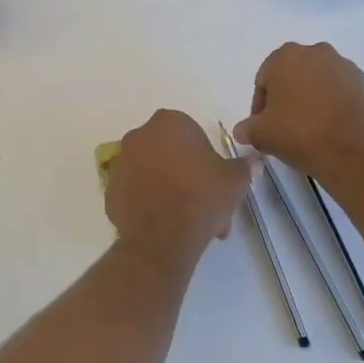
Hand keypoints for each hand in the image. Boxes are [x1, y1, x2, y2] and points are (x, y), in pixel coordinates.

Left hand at [105, 111, 248, 269]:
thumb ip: (244, 166)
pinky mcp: (110, 190)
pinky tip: (165, 224)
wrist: (160, 239)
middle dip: (190, 179)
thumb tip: (253, 162)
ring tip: (188, 223)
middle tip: (206, 207)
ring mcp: (121, 162)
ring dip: (171, 191)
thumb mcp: (234, 181)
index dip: (207, 159)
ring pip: (154, 174)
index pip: (193, 134)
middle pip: (172, 155)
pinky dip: (149, 203)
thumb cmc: (200, 198)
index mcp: (168, 123)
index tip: (216, 183)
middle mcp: (139, 135)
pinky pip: (136, 192)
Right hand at [234, 42, 363, 193]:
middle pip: (294, 77)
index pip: (264, 80)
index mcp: (287, 56)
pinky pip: (345, 94)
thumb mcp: (263, 135)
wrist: (360, 156)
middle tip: (286, 128)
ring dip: (314, 102)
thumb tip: (242, 130)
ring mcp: (348, 68)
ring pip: (321, 84)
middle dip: (288, 99)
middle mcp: (318, 53)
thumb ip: (248, 128)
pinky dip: (337, 108)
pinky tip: (336, 132)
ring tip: (313, 132)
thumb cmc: (302, 136)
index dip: (261, 107)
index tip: (264, 128)